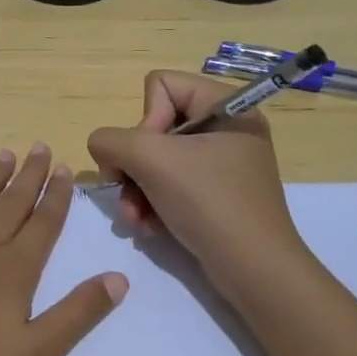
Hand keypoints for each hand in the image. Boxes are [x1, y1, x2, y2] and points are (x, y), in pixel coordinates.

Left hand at [0, 144, 127, 355]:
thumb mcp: (36, 355)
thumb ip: (77, 314)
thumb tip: (119, 277)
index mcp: (14, 270)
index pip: (43, 224)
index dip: (56, 196)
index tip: (66, 168)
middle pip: (10, 203)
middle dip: (29, 175)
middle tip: (40, 146)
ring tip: (5, 154)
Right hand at [86, 71, 307, 285]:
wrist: (253, 270)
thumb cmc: (208, 202)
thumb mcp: (151, 160)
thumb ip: (110, 140)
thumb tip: (103, 148)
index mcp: (225, 106)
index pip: (160, 85)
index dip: (144, 119)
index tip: (151, 155)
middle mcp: (226, 129)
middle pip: (154, 126)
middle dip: (133, 164)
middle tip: (127, 191)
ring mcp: (222, 163)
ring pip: (156, 159)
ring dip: (136, 189)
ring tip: (135, 218)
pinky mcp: (216, 194)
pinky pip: (170, 184)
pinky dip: (153, 204)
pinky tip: (149, 227)